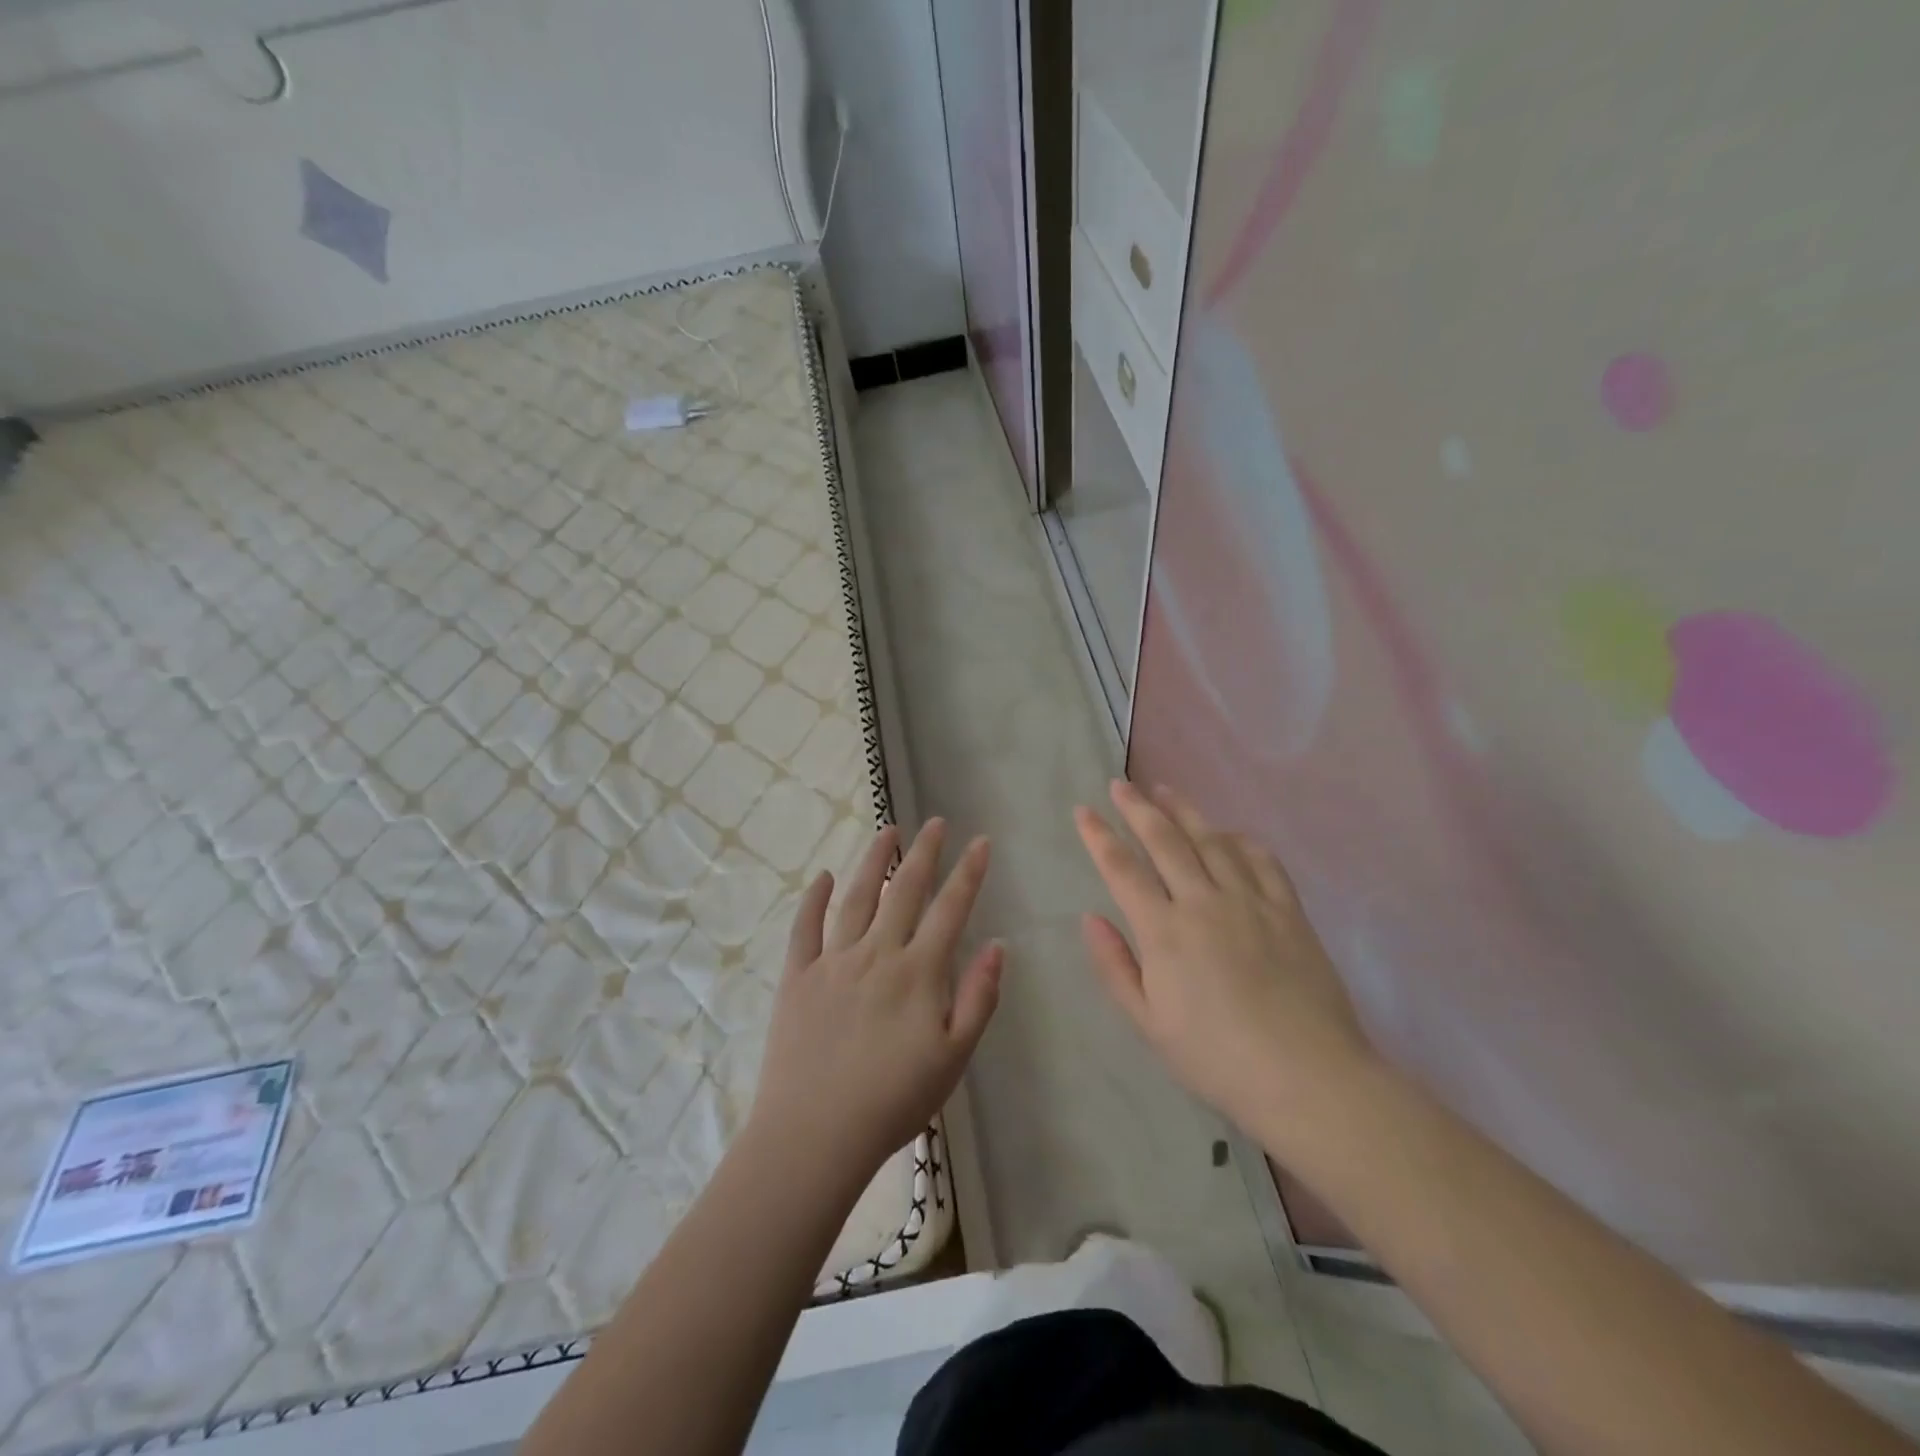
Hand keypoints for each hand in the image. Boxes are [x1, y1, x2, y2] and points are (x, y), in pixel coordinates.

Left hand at [749, 820, 1001, 1189]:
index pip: (951, 909)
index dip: (969, 873)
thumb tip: (999, 945)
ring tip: (888, 831)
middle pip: (905, 891)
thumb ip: (978, 998)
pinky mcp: (797, 976)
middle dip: (924, 853)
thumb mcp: (954, 1057)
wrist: (815, 1134)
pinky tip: (824, 876)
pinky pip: (805, 927)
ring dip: (874, 861)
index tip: (981, 841)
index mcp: (918, 972)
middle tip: (935, 822)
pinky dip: (814, 898)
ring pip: (857, 897)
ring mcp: (833, 961)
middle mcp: (877, 953)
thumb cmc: (894, 1101)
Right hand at [1074, 781, 1374, 1138]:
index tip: (1083, 811)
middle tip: (1120, 784)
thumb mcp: (1149, 1023)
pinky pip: (1261, 860)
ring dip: (1185, 811)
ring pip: (1211, 840)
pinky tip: (1229, 832)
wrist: (1307, 1077)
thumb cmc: (1217, 1058)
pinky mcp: (1288, 910)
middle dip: (1138, 808)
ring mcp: (1250, 901)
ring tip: (1166, 791)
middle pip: (1165, 841)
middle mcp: (1204, 903)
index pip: (1122, 870)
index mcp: (1164, 932)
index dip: (1099, 837)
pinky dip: (1240, 839)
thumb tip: (1090, 917)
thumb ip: (1115, 966)